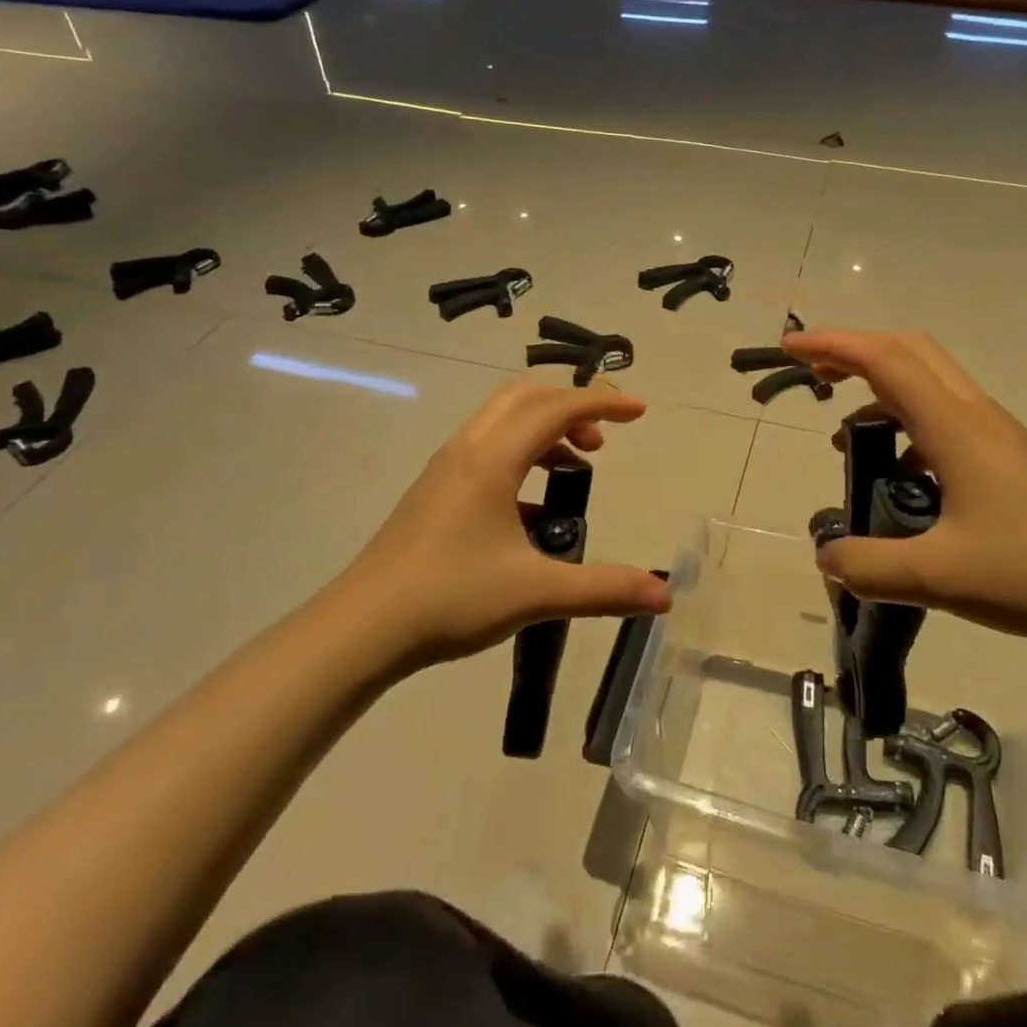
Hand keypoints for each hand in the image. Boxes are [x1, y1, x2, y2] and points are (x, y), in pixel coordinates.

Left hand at [334, 380, 672, 668]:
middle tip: (604, 439)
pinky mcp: (434, 491)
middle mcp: (468, 449)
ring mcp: (445, 468)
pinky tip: (534, 509)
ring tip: (576, 468)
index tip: (640, 411)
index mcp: (493, 459)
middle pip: (526, 398)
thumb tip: (665, 596)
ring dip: (544, 429)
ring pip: (502, 420)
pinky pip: (486, 448)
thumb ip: (604, 589)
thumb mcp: (536, 592)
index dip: (602, 403)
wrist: (362, 628)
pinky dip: (521, 454)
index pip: (557, 408)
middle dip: (571, 407)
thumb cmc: (451, 598)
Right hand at [784, 329, 1026, 639]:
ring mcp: (996, 433)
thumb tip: (827, 558)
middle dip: (855, 351)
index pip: (883, 360)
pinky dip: (909, 425)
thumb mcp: (939, 575)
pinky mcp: (1009, 457)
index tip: (790, 348)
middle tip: (815, 375)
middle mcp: (973, 414)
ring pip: (929, 382)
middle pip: (909, 351)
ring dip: (882, 388)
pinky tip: (903, 479)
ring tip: (848, 436)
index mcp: (953, 425)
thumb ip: (871, 565)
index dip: (832, 345)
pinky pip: (946, 417)